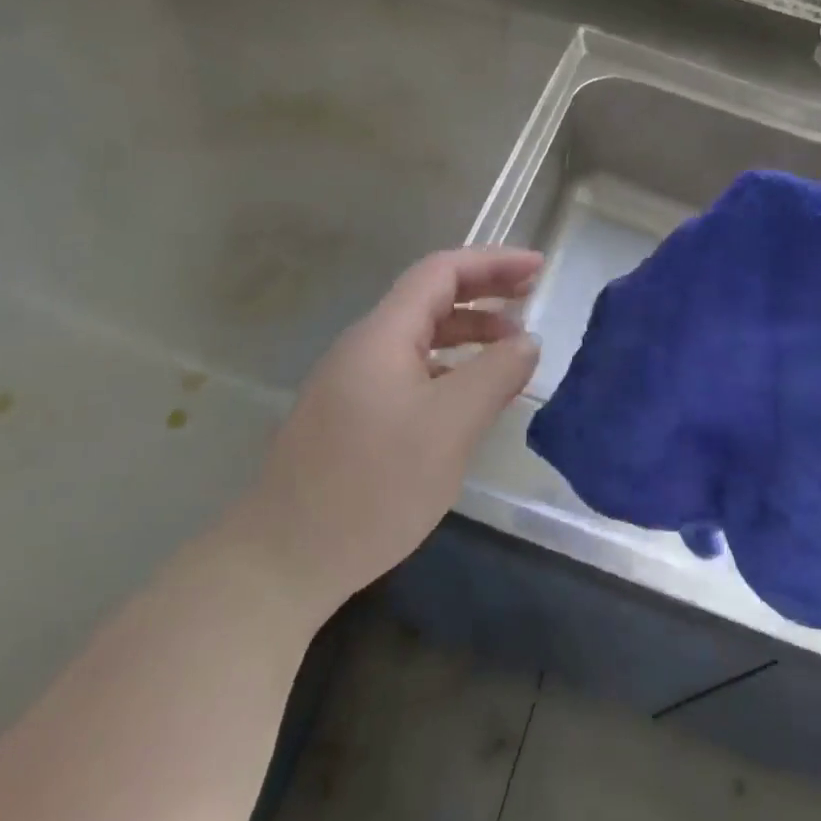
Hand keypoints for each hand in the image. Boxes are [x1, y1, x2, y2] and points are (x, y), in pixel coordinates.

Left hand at [248, 247, 541, 618]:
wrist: (283, 559)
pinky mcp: (353, 416)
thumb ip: (495, 375)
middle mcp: (366, 347)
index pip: (441, 272)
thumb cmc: (373, 485)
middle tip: (532, 295)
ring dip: (469, 332)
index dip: (492, 262)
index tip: (537, 267)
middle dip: (484, 291)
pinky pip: (412, 371)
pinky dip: (451, 368)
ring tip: (513, 347)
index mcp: (383, 335)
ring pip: (421, 338)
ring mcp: (355, 383)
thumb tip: (527, 341)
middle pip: (430, 298)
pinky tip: (472, 394)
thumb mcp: (449, 426)